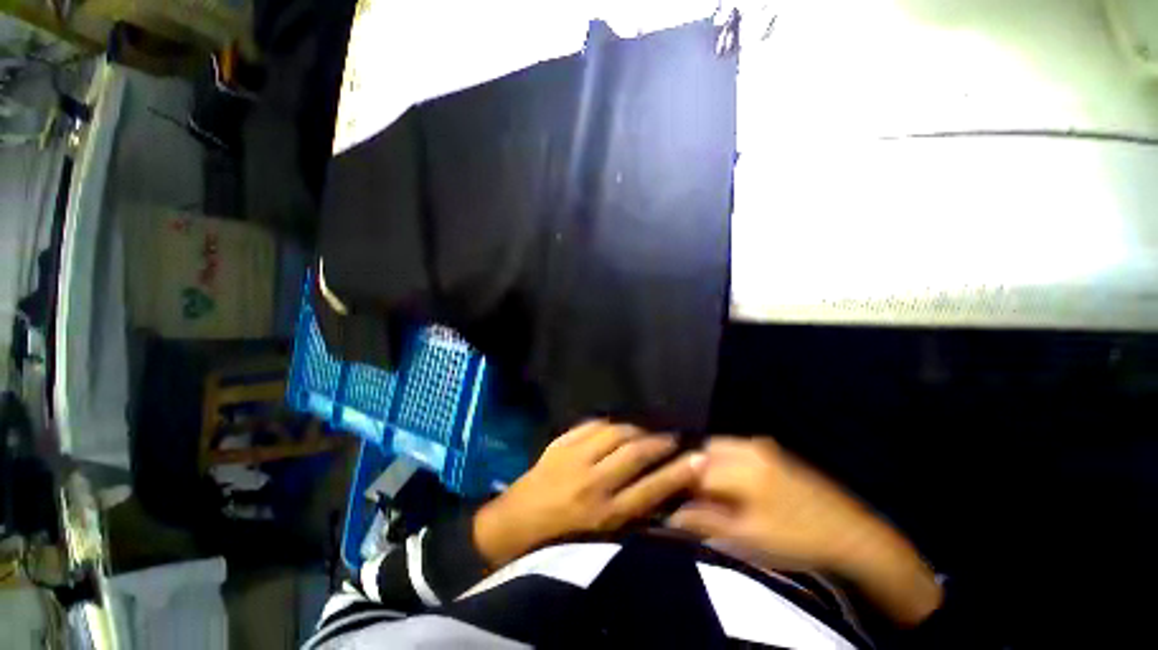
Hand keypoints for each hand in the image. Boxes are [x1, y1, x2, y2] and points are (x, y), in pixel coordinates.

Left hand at [474, 420, 703, 566]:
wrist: (511, 526)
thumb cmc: (556, 541)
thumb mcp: (597, 542)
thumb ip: (628, 518)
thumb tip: (659, 494)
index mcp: (604, 516)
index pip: (652, 489)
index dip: (678, 473)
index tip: (699, 459)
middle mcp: (593, 483)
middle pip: (635, 454)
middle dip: (659, 443)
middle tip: (673, 437)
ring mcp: (574, 459)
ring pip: (614, 433)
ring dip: (635, 428)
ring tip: (646, 429)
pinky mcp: (559, 444)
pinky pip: (589, 425)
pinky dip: (607, 423)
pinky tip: (616, 424)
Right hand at [668, 437, 877, 571]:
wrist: (853, 535)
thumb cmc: (797, 539)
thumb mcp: (748, 538)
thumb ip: (706, 522)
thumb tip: (672, 515)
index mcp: (743, 468)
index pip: (696, 468)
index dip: (681, 483)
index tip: (674, 497)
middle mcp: (749, 448)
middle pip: (706, 449)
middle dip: (694, 467)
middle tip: (691, 493)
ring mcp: (764, 446)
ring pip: (721, 446)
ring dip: (709, 462)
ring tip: (709, 488)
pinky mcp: (774, 450)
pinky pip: (737, 447)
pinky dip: (725, 459)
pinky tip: (731, 480)